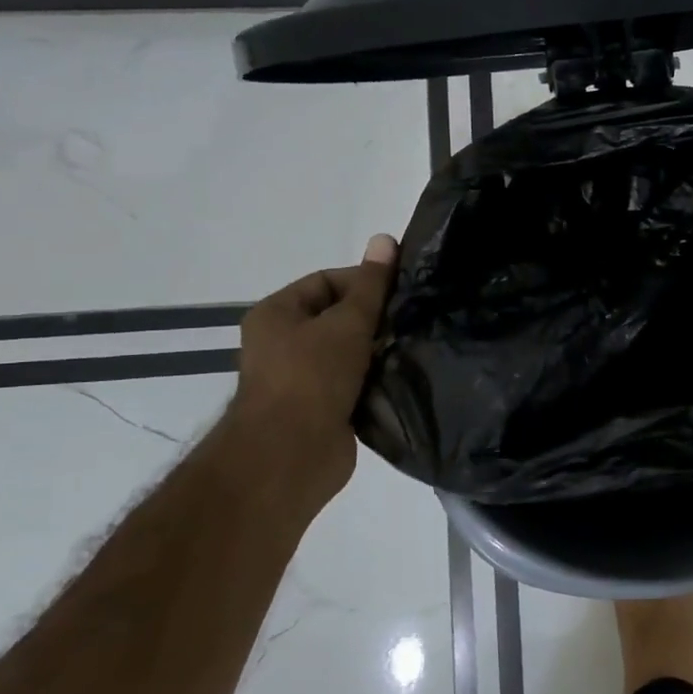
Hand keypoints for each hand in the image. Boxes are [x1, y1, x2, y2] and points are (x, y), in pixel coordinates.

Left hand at [222, 233, 398, 495]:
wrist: (291, 455)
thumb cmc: (312, 376)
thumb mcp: (347, 322)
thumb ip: (372, 285)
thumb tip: (386, 239)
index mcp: (277, 314)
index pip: (325, 281)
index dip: (363, 280)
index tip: (401, 290)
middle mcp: (285, 343)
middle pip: (339, 317)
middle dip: (375, 316)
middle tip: (413, 316)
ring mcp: (304, 378)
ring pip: (351, 351)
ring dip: (379, 349)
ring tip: (415, 342)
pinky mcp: (324, 408)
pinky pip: (356, 382)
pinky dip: (377, 378)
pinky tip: (406, 373)